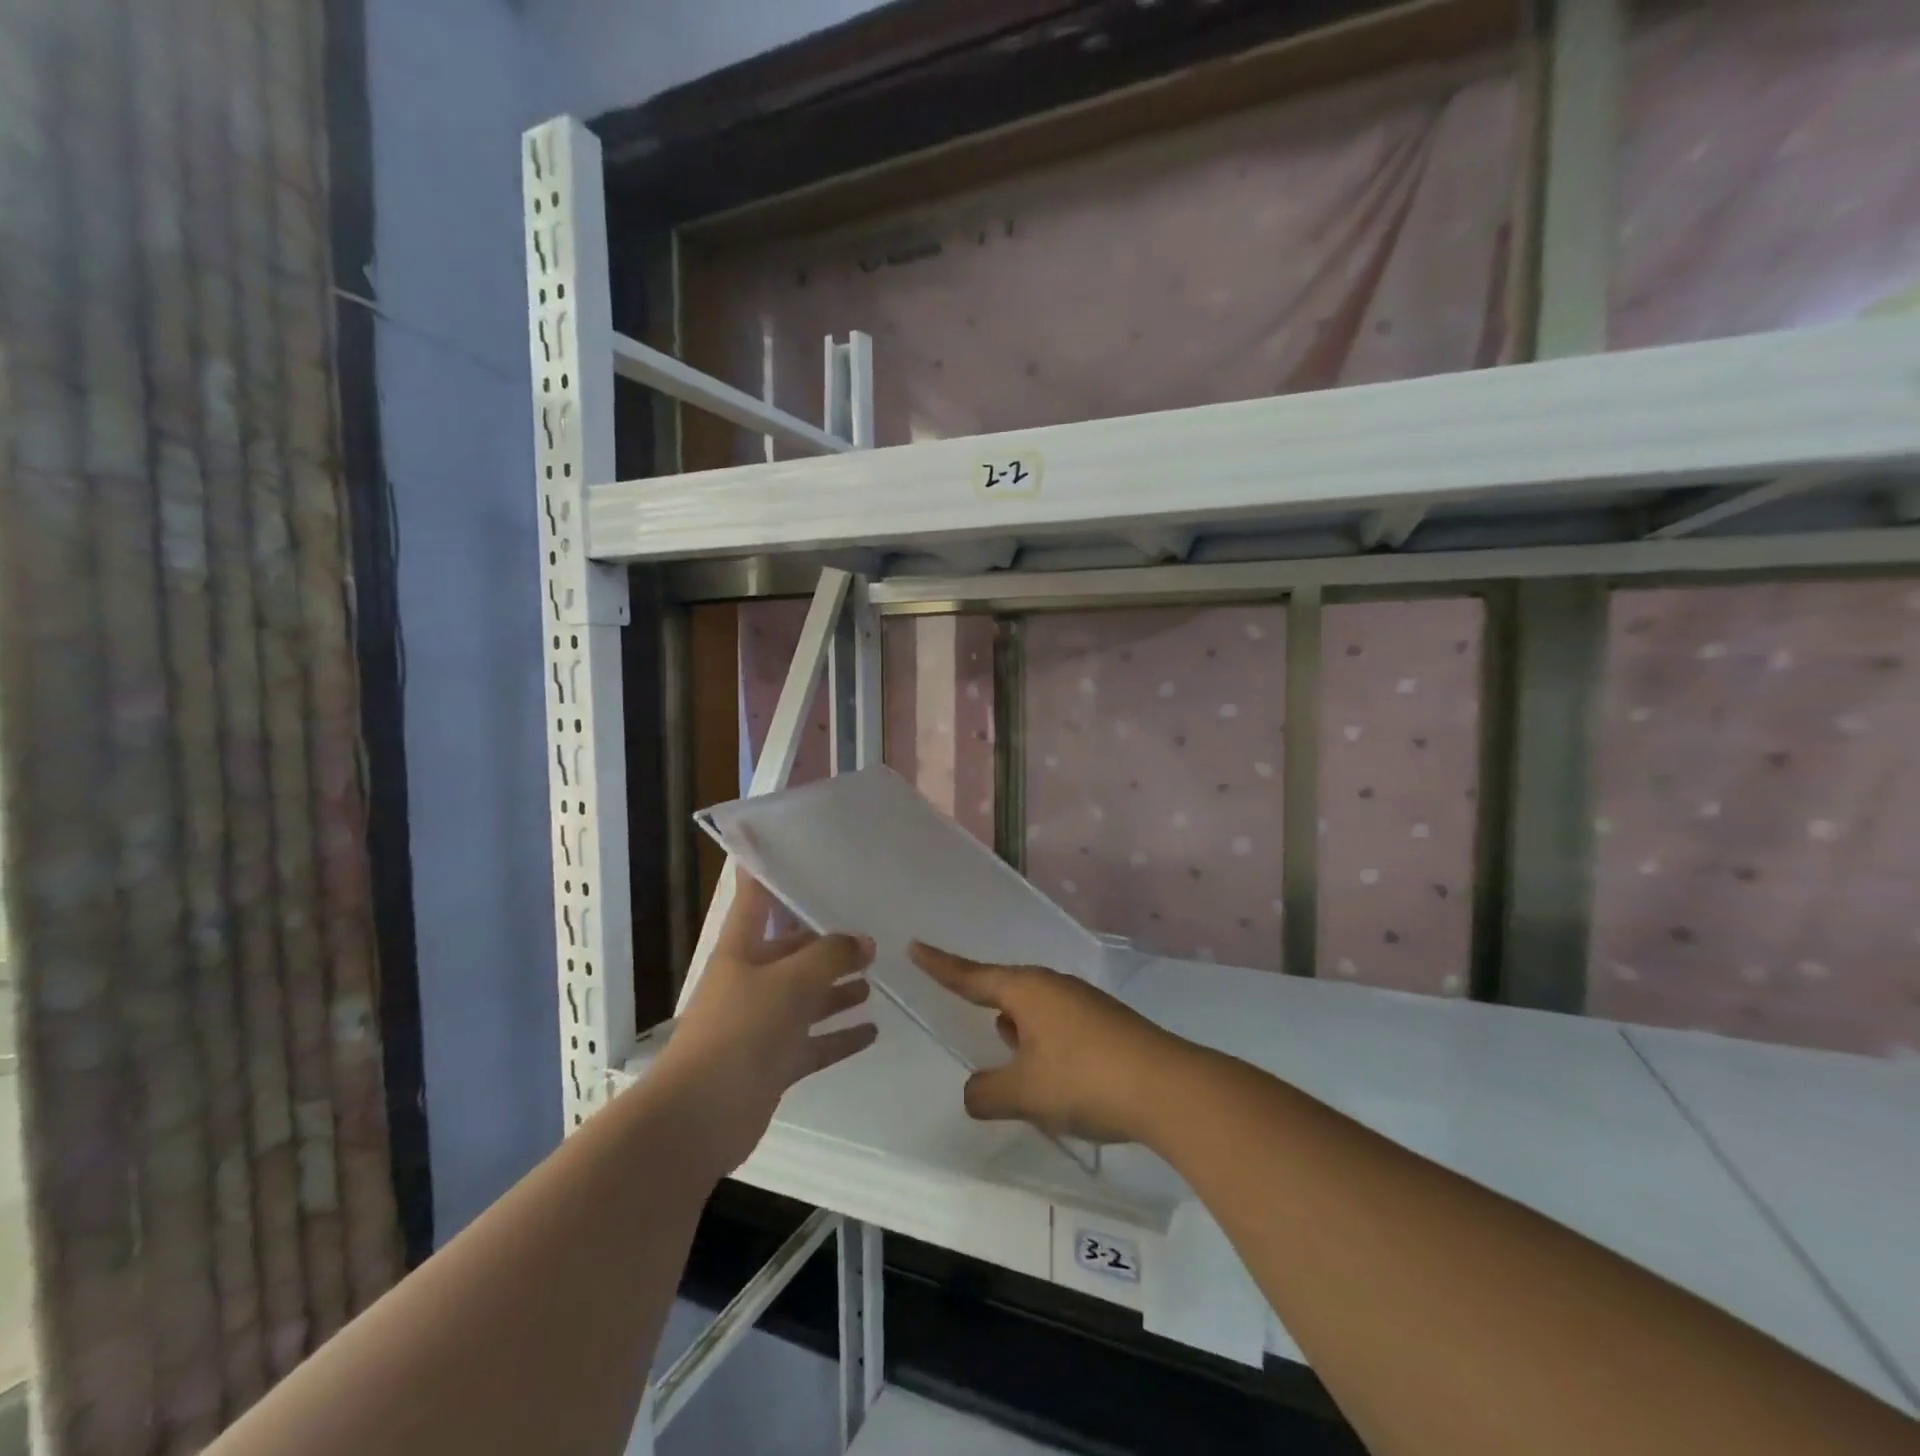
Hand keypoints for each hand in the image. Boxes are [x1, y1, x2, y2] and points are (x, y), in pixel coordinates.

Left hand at [654, 874, 877, 1176]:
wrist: (698, 1118)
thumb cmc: (740, 1032)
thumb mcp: (790, 982)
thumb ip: (831, 956)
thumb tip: (864, 941)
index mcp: (742, 949)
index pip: (755, 897)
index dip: (768, 869)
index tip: (793, 845)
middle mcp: (751, 980)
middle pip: (792, 950)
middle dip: (827, 940)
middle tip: (870, 926)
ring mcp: (762, 1023)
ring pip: (807, 996)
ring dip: (838, 988)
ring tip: (875, 975)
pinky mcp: (773, 1062)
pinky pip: (814, 1042)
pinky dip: (840, 1036)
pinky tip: (873, 1030)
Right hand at [910, 943, 1181, 1144]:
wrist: (1167, 1088)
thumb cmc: (1084, 1079)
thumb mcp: (1024, 1093)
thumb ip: (987, 1093)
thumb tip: (974, 1092)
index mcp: (1027, 990)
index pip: (972, 976)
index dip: (941, 966)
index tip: (916, 947)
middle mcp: (1054, 987)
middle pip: (1007, 989)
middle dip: (986, 1003)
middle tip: (963, 1003)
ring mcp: (1084, 1004)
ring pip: (1036, 1011)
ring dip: (1018, 1030)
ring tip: (1007, 1051)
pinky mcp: (1106, 1026)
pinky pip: (1060, 1027)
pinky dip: (1045, 1045)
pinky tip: (1051, 1075)